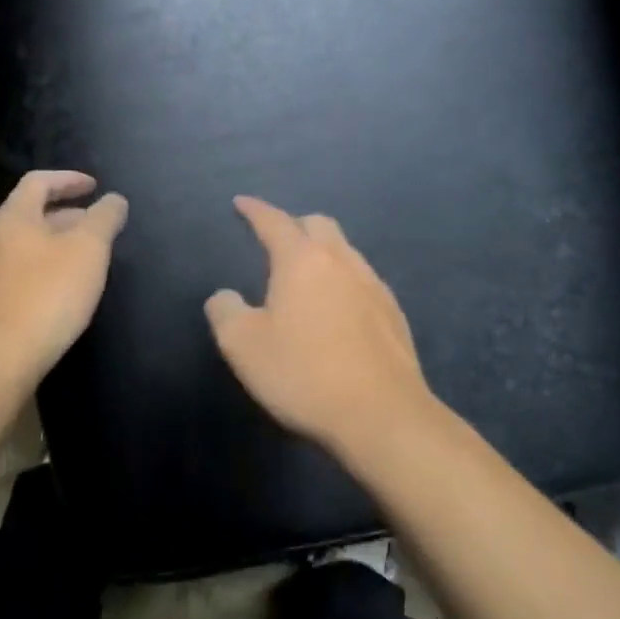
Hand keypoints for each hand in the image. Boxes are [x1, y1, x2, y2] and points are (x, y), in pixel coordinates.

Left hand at [0, 170, 128, 377]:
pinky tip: (63, 289)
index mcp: (14, 217)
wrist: (1, 355)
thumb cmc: (48, 293)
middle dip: (67, 214)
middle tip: (96, 225)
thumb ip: (104, 219)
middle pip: (31, 213)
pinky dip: (45, 267)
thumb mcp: (88, 249)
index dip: (69, 179)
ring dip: (56, 243)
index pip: (39, 182)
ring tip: (85, 257)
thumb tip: (114, 200)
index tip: (95, 186)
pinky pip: (21, 271)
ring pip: (26, 244)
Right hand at [205, 196, 436, 456]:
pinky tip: (336, 309)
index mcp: (302, 261)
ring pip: (345, 252)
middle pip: (318, 225)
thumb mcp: (243, 346)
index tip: (241, 203)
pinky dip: (342, 281)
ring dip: (321, 253)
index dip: (254, 210)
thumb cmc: (304, 375)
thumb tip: (225, 296)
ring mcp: (374, 286)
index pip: (274, 222)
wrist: (382, 415)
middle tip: (274, 241)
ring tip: (304, 277)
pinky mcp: (394, 314)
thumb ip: (225, 312)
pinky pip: (362, 280)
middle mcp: (342, 262)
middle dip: (293, 225)